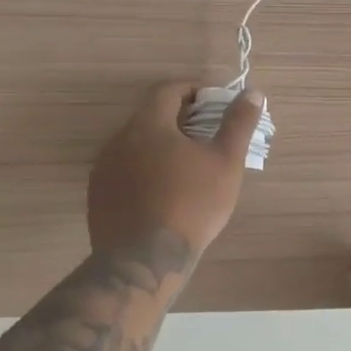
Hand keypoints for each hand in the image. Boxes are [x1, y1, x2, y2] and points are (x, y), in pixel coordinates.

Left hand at [87, 82, 262, 258]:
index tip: (211, 104)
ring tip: (185, 169)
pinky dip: (143, 172)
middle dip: (177, 121)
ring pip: (134, 146)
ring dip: (159, 148)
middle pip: (149, 117)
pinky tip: (161, 195)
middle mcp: (118, 139)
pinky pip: (123, 172)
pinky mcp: (97, 196)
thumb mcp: (225, 162)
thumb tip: (253, 93)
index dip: (191, 90)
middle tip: (204, 138)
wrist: (144, 260)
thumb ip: (238, 124)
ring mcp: (103, 169)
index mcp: (148, 124)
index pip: (167, 90)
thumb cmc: (191, 205)